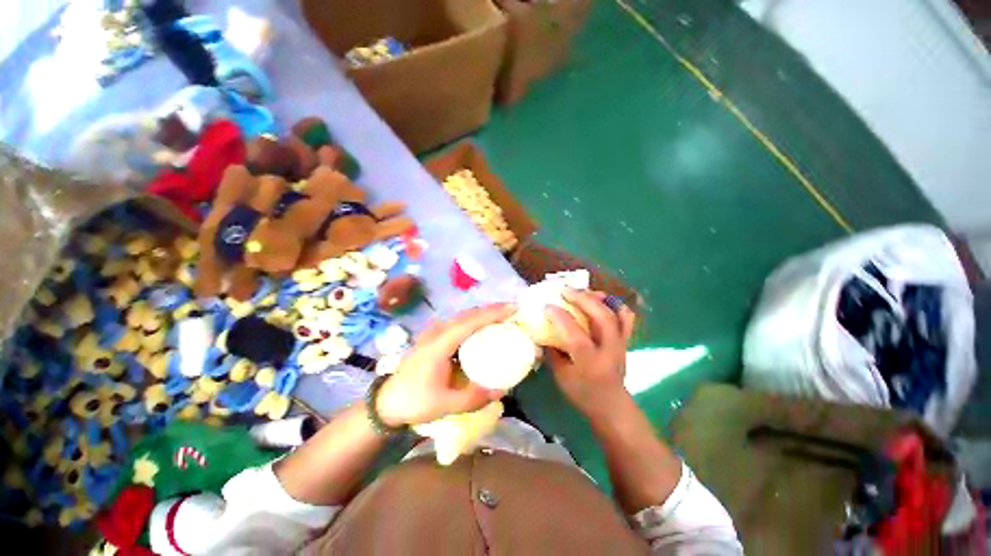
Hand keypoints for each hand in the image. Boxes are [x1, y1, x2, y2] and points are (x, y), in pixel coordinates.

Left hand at [376, 303, 515, 426]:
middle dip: (493, 309)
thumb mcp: (445, 404)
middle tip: (514, 312)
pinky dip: (475, 321)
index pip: (471, 321)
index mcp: (441, 343)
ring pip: (464, 316)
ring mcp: (435, 333)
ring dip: (484, 314)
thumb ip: (474, 398)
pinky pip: (460, 323)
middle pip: (469, 314)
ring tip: (503, 317)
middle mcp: (439, 332)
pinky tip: (484, 329)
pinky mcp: (435, 338)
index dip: (493, 313)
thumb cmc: (413, 401)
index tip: (513, 308)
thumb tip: (502, 390)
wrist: (386, 401)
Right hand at [546, 289, 635, 420]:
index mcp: (590, 363)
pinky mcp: (625, 340)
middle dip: (582, 299)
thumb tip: (543, 329)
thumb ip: (553, 351)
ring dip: (598, 298)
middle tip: (565, 290)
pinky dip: (615, 304)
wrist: (611, 405)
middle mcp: (609, 350)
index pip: (576, 335)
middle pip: (602, 317)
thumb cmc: (583, 393)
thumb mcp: (561, 376)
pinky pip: (626, 317)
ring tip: (582, 291)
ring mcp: (620, 343)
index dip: (561, 318)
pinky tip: (601, 299)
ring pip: (616, 313)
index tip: (547, 306)